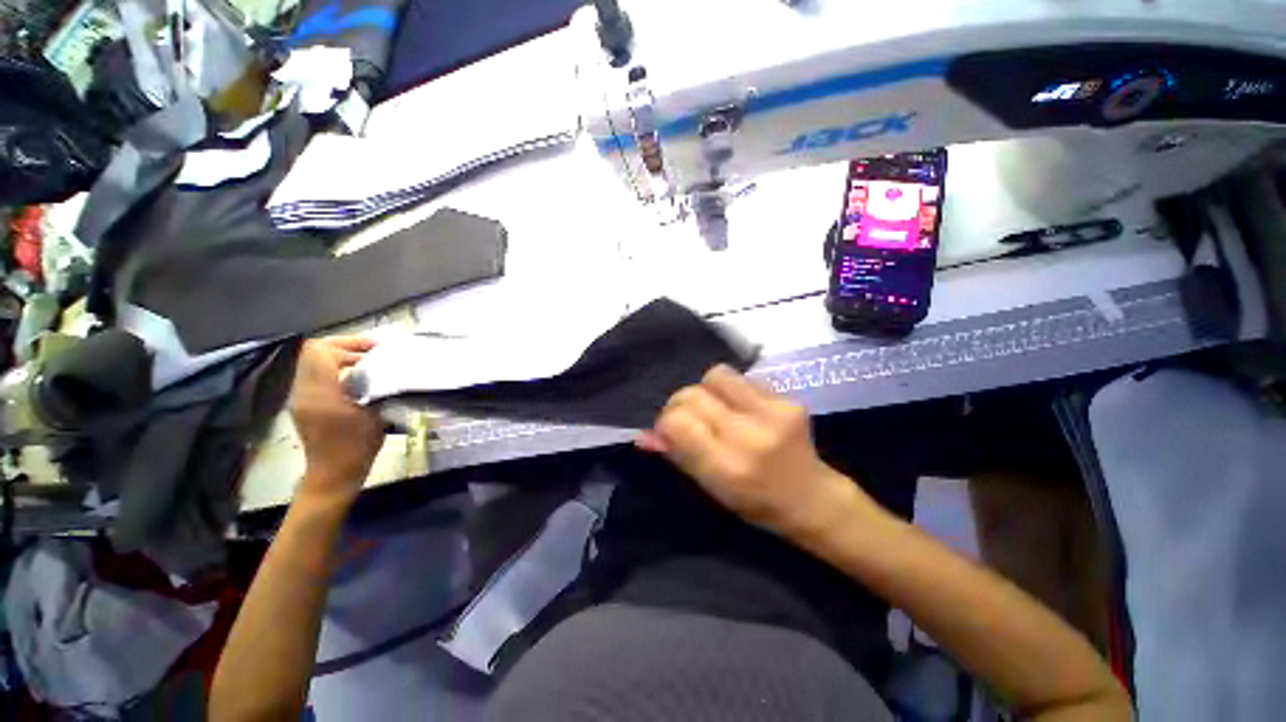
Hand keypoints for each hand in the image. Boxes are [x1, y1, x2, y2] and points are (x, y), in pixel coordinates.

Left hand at [288, 336, 383, 505]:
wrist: (333, 475)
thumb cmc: (357, 445)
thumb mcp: (373, 413)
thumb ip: (372, 385)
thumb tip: (381, 366)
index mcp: (318, 391)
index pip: (320, 351)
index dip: (348, 343)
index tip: (375, 348)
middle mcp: (303, 390)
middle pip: (315, 352)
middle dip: (345, 347)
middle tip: (375, 353)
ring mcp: (301, 397)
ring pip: (315, 363)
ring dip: (342, 358)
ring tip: (370, 365)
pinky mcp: (306, 404)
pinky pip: (317, 376)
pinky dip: (337, 370)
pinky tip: (359, 380)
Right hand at [637, 365, 870, 540]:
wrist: (812, 497)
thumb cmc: (756, 502)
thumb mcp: (710, 488)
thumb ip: (677, 454)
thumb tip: (644, 434)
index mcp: (727, 467)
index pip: (677, 422)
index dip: (664, 422)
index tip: (669, 431)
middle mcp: (749, 435)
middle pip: (692, 394)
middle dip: (680, 404)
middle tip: (689, 420)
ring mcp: (772, 411)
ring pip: (715, 375)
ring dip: (705, 390)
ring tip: (714, 408)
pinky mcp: (787, 398)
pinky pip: (741, 378)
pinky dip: (729, 390)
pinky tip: (739, 407)